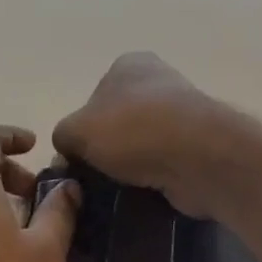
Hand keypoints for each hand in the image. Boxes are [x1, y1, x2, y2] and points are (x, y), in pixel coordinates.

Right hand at [53, 52, 243, 217]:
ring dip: (130, 169)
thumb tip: (69, 154)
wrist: (199, 156)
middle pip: (118, 123)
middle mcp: (158, 82)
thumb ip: (63, 137)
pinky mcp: (199, 147)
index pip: (93, 97)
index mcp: (129, 64)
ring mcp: (183, 115)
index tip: (76, 157)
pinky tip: (141, 197)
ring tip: (115, 193)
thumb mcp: (76, 130)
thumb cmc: (132, 130)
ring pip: (142, 147)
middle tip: (92, 180)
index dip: (82, 129)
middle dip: (106, 151)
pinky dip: (153, 181)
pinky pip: (164, 167)